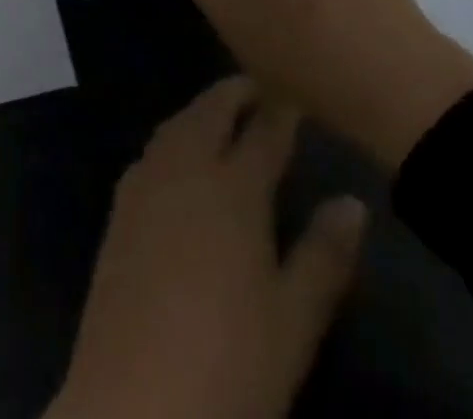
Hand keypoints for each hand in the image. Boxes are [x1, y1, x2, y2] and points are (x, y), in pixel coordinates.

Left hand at [49, 78, 365, 418]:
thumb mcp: (293, 322)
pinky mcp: (118, 213)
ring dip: (200, 110)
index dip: (281, 109)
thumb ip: (324, 257)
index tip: (295, 89)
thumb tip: (354, 202)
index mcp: (234, 189)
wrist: (132, 409)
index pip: (264, 133)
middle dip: (234, 93)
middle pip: (210, 112)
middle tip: (256, 85)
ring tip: (220, 111)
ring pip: (176, 126)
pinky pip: (151, 152)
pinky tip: (177, 156)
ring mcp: (146, 187)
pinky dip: (172, 137)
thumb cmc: (228, 366)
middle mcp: (187, 170)